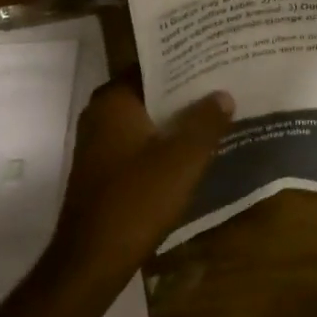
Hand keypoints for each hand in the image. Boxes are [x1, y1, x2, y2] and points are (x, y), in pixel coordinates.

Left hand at [48, 77, 232, 281]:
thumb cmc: (138, 199)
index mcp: (114, 101)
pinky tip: (189, 148)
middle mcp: (99, 114)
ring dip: (173, 117)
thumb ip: (206, 122)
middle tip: (221, 83)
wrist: (93, 259)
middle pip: (148, 91)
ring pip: (143, 118)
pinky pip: (137, 141)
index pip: (151, 65)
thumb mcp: (184, 158)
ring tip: (214, 112)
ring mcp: (97, 143)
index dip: (183, 61)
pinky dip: (160, 140)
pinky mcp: (101, 169)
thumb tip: (223, 94)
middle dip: (182, 89)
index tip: (213, 58)